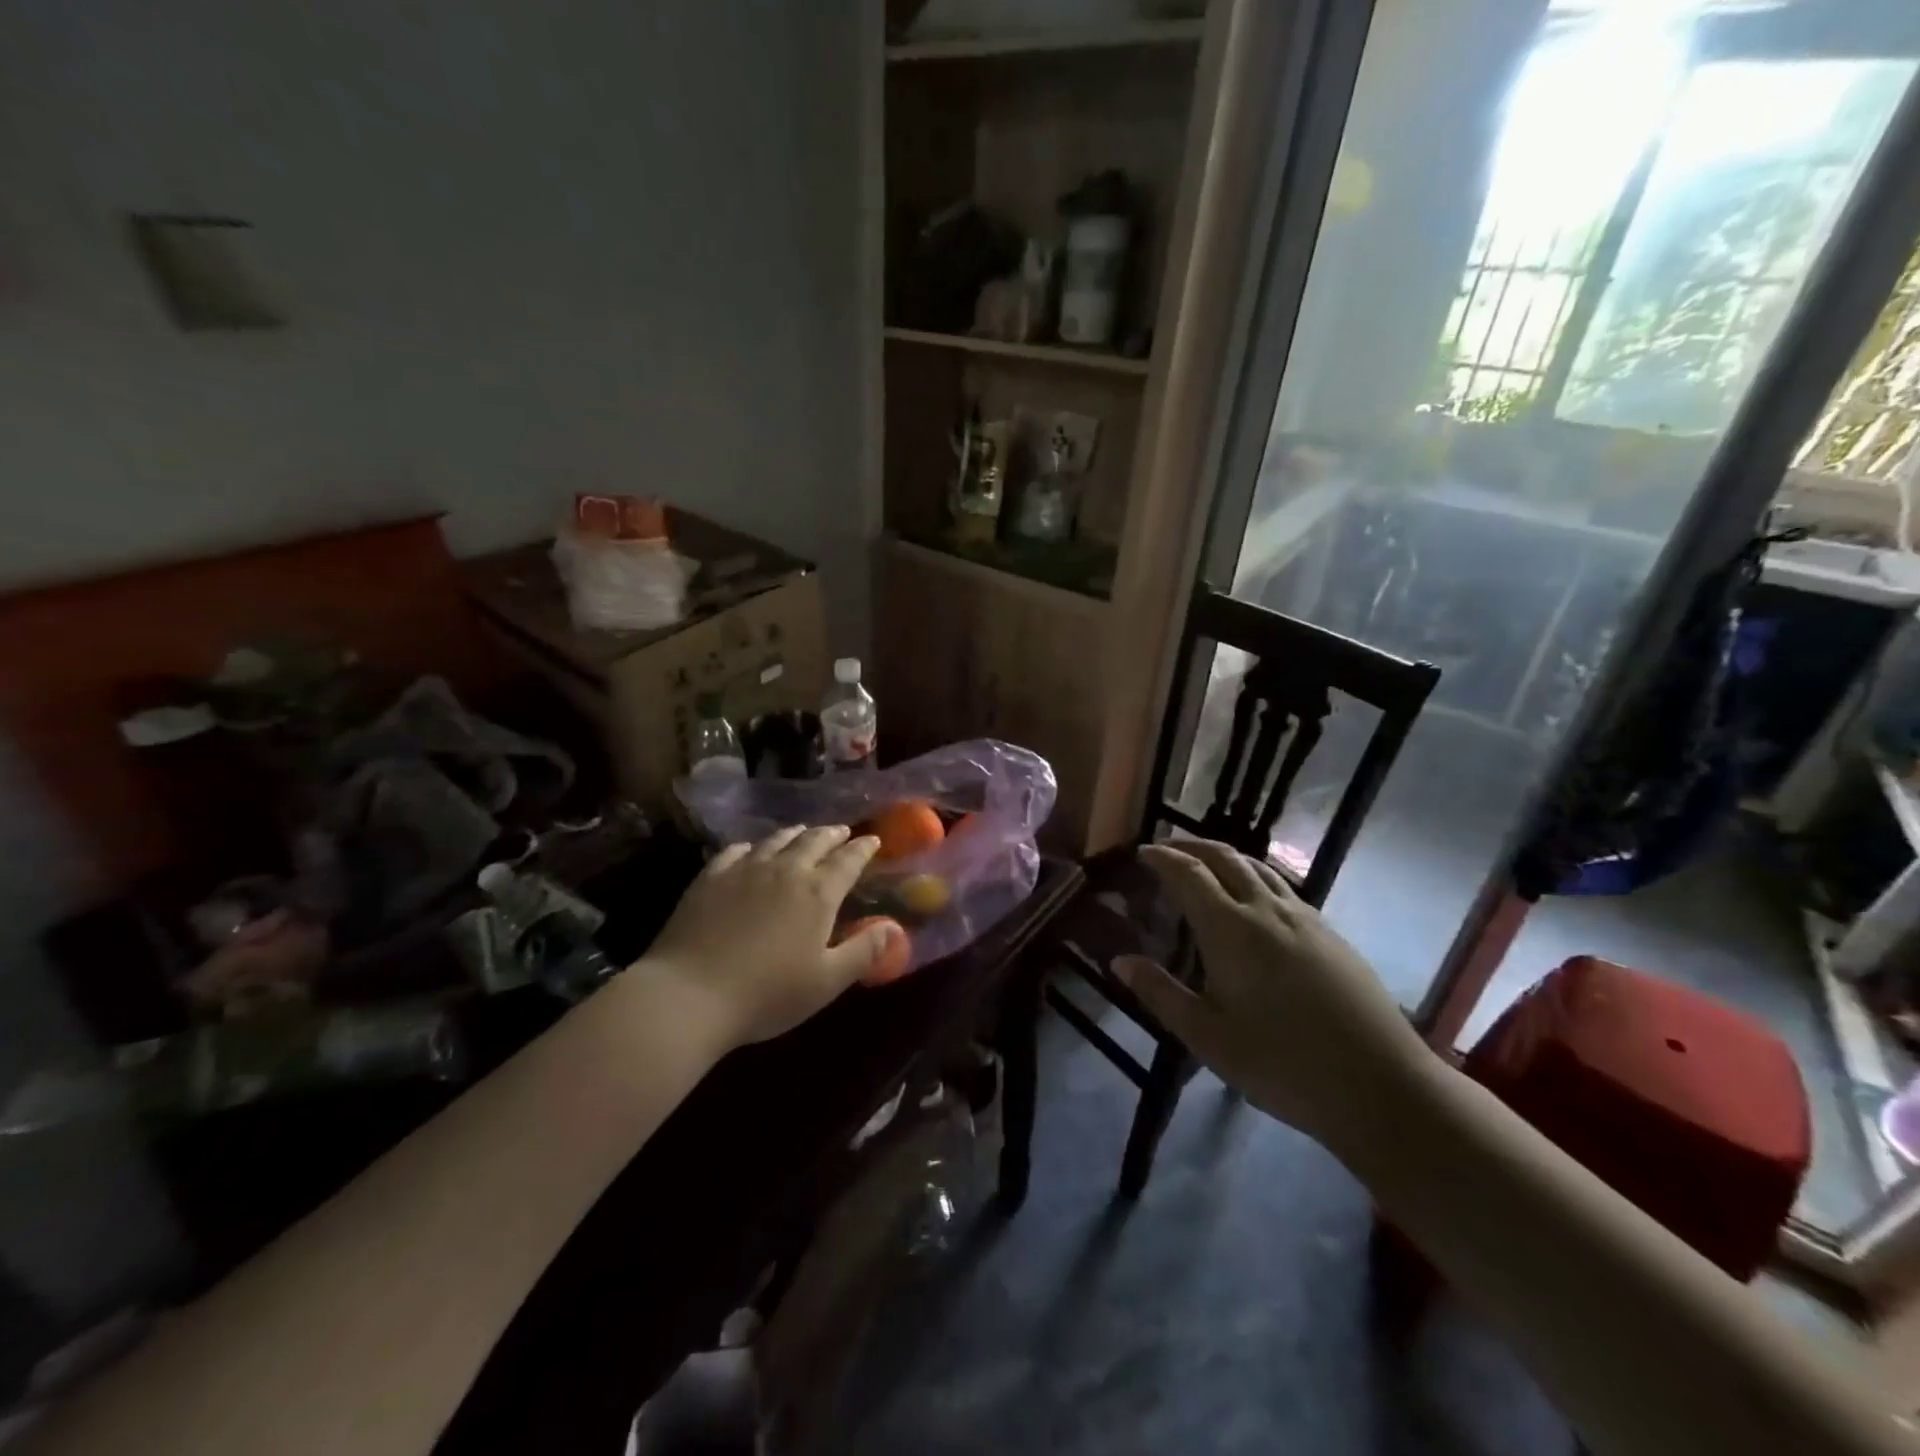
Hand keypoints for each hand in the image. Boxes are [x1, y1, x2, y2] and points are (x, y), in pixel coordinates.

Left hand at [642, 826, 900, 1047]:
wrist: (689, 995)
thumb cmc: (767, 994)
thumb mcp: (826, 981)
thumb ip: (864, 952)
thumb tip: (896, 928)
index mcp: (818, 893)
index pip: (848, 860)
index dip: (863, 849)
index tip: (873, 840)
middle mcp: (785, 871)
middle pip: (813, 841)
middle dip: (831, 835)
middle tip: (841, 832)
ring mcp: (744, 870)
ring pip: (776, 840)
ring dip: (795, 834)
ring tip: (803, 832)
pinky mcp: (710, 878)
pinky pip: (736, 851)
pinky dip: (752, 846)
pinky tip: (751, 850)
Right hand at [1118, 839, 1432, 1152]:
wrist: (1382, 1085)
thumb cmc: (1283, 1064)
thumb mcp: (1208, 1037)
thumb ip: (1160, 994)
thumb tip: (1119, 961)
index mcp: (1230, 929)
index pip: (1189, 873)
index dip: (1163, 857)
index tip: (1143, 852)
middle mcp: (1266, 909)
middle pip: (1225, 857)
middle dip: (1192, 845)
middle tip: (1168, 847)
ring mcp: (1304, 918)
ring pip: (1258, 867)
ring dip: (1225, 855)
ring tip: (1205, 863)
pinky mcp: (1330, 933)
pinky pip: (1282, 886)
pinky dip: (1255, 875)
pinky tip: (1254, 899)